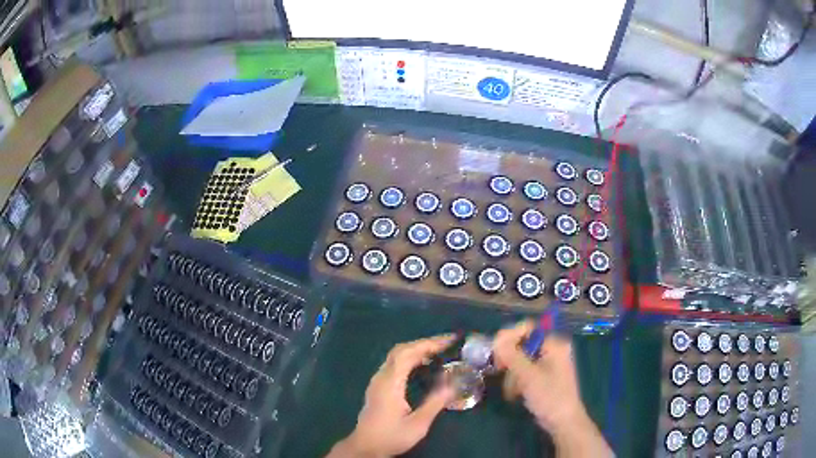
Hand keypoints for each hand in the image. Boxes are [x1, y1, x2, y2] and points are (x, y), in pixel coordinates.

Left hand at [328, 335, 456, 457]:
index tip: (449, 340)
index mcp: (390, 383)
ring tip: (439, 352)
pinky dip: (410, 358)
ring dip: (417, 349)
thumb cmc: (391, 436)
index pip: (408, 353)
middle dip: (424, 343)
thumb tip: (453, 382)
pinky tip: (423, 365)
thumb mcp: (418, 424)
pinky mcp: (378, 387)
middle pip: (401, 350)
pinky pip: (394, 364)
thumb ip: (435, 402)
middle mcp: (381, 377)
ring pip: (396, 356)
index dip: (429, 343)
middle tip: (447, 344)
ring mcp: (377, 381)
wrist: (365, 446)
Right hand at [493, 321, 612, 456]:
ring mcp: (548, 363)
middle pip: (522, 343)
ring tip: (511, 390)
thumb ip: (511, 355)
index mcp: (554, 343)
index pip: (527, 327)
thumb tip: (496, 339)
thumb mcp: (528, 375)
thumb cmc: (549, 396)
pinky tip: (515, 393)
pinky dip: (517, 380)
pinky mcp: (543, 376)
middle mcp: (552, 349)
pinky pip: (524, 371)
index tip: (496, 352)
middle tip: (499, 370)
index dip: (509, 336)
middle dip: (510, 360)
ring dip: (512, 374)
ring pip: (520, 359)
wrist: (562, 421)